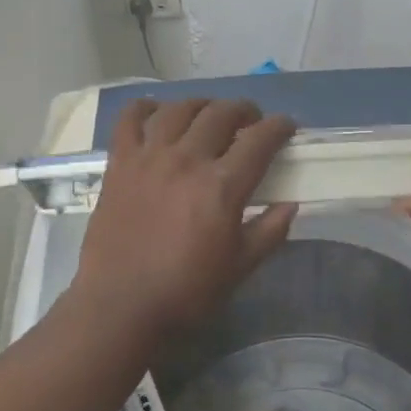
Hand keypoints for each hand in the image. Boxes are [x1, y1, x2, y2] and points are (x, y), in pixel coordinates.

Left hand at [74, 97, 298, 336]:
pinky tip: (156, 111)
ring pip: (179, 109)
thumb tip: (291, 205)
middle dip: (244, 110)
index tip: (287, 127)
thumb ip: (269, 232)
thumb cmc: (186, 292)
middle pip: (221, 114)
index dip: (279, 127)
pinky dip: (146, 108)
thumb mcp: (240, 268)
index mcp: (222, 186)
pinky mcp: (119, 165)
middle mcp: (187, 160)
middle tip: (251, 120)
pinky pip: (130, 120)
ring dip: (202, 104)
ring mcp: (149, 158)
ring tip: (209, 114)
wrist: (121, 306)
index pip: (259, 140)